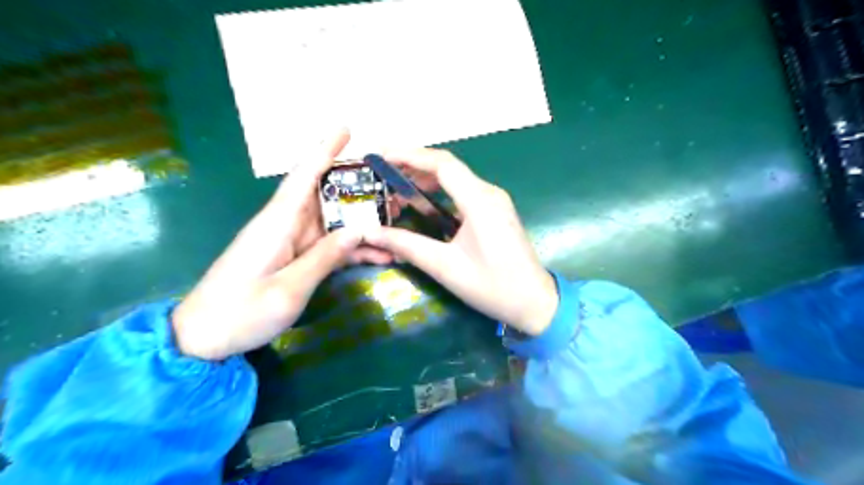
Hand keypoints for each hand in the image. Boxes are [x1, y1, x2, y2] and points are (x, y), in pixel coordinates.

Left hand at [171, 130, 391, 358]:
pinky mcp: (292, 257)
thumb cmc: (240, 313)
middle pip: (325, 196)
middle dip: (358, 189)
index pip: (304, 176)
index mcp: (277, 223)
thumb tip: (359, 230)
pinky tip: (378, 254)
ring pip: (331, 222)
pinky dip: (350, 248)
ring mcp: (288, 242)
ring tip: (395, 223)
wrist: (203, 338)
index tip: (346, 129)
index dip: (324, 150)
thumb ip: (325, 257)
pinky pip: (326, 245)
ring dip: (361, 223)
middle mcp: (284, 225)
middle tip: (391, 189)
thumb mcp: (289, 289)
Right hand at [361, 150, 553, 335]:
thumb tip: (371, 233)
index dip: (409, 155)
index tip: (381, 156)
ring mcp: (495, 201)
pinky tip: (423, 203)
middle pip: (447, 167)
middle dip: (413, 166)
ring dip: (426, 179)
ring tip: (396, 189)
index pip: (442, 164)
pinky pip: (464, 191)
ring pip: (456, 178)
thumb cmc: (493, 286)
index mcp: (479, 201)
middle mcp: (489, 193)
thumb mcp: (445, 267)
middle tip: (383, 176)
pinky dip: (440, 192)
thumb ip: (407, 246)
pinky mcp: (496, 211)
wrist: (535, 302)